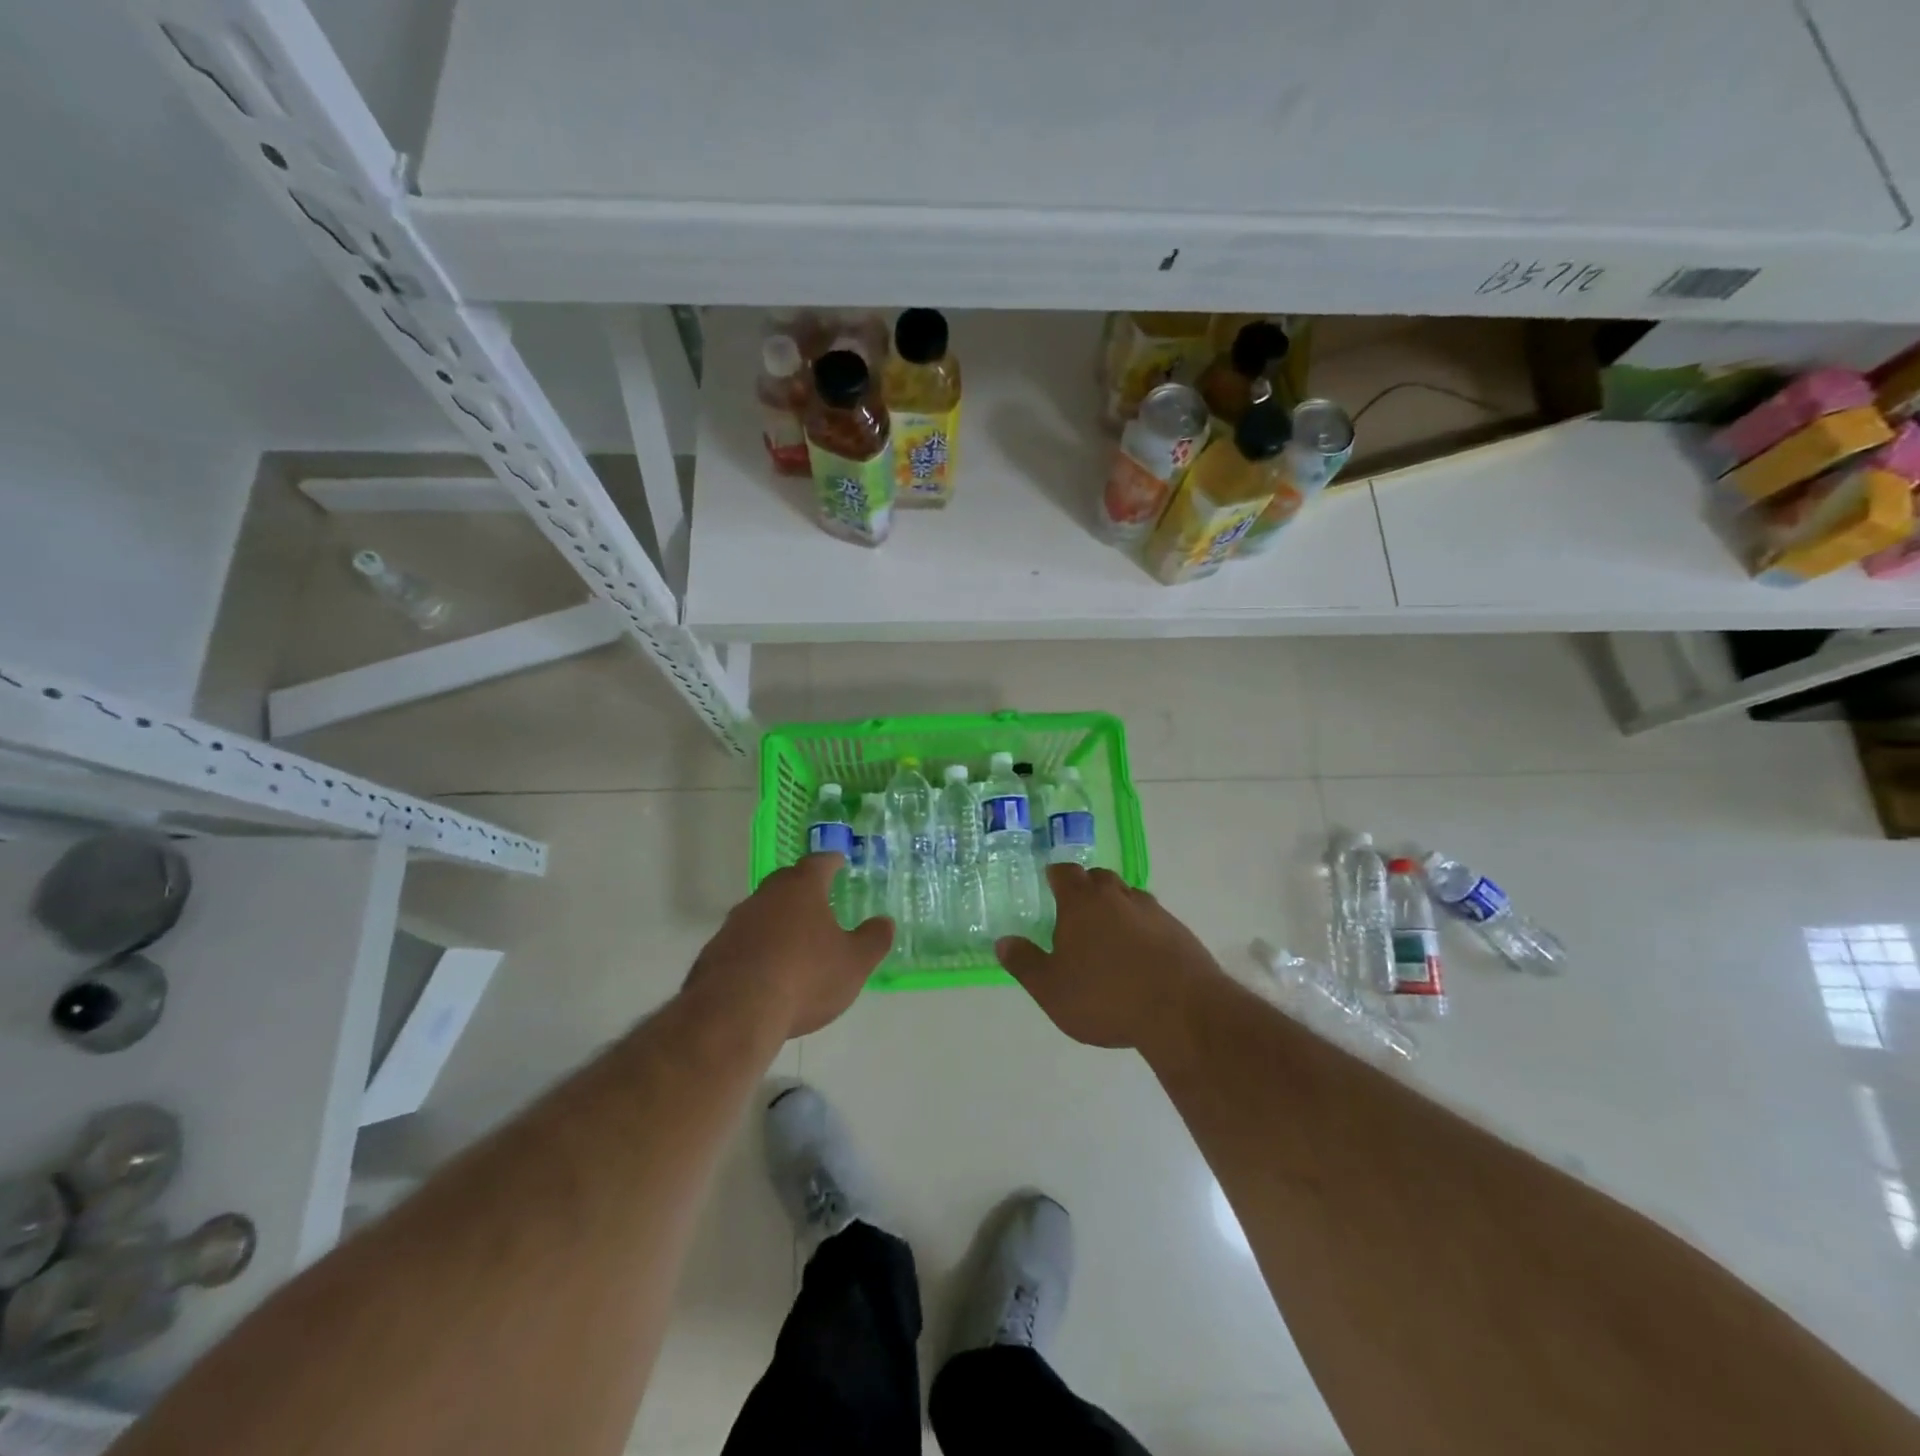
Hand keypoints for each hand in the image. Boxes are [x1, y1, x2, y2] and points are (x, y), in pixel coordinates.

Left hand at [685, 855, 892, 1039]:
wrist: (734, 1013)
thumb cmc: (805, 977)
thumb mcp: (854, 963)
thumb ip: (873, 939)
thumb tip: (885, 922)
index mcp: (802, 888)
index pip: (819, 862)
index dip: (832, 861)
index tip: (839, 862)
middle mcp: (766, 895)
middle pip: (786, 882)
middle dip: (803, 888)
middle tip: (819, 900)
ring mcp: (736, 922)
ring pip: (762, 911)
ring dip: (778, 920)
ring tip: (794, 940)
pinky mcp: (714, 951)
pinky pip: (743, 941)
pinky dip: (757, 948)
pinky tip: (766, 971)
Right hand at [996, 865, 1220, 1054]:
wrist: (1182, 1011)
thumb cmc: (1105, 997)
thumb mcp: (1051, 989)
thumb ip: (1025, 963)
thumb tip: (1003, 941)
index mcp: (1082, 902)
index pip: (1065, 872)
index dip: (1055, 876)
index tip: (1050, 883)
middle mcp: (1117, 896)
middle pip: (1099, 878)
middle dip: (1086, 887)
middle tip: (1075, 910)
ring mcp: (1152, 911)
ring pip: (1127, 896)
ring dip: (1115, 907)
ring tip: (1107, 934)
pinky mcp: (1178, 931)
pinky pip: (1152, 919)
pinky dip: (1141, 928)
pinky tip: (1138, 955)